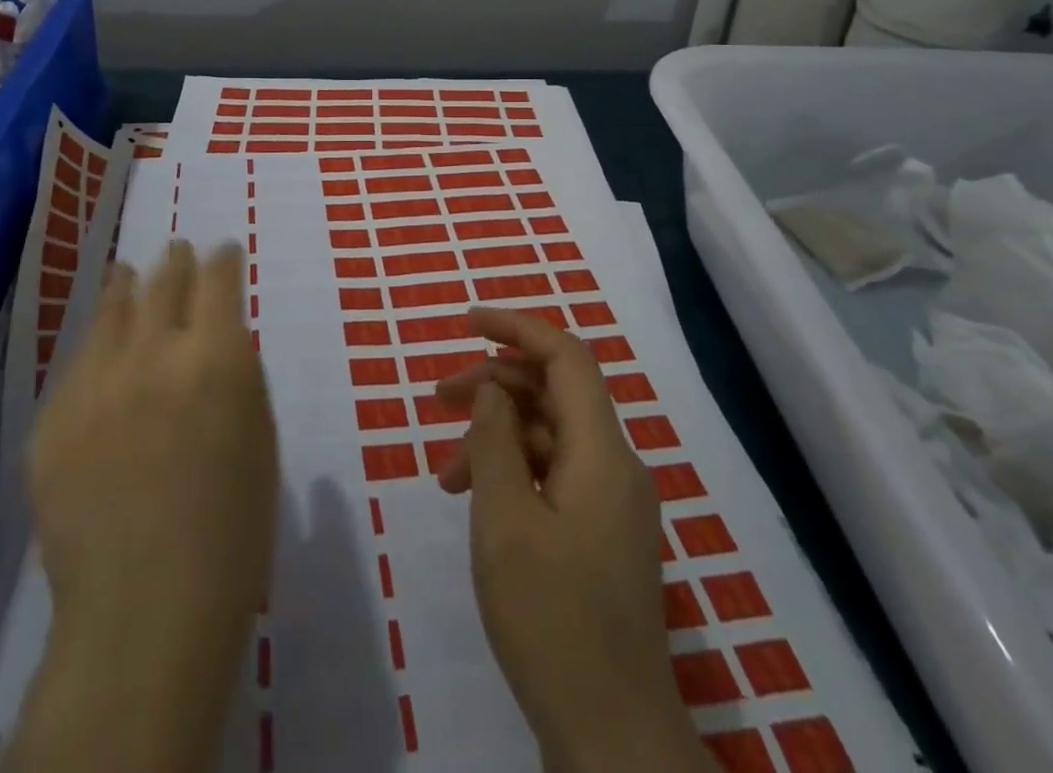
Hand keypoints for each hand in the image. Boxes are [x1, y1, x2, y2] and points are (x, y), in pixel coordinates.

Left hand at [12, 241, 277, 772]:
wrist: (144, 612)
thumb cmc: (232, 531)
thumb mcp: (258, 438)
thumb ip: (237, 377)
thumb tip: (217, 342)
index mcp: (215, 357)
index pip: (217, 280)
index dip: (223, 259)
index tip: (224, 251)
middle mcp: (152, 354)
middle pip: (163, 282)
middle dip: (175, 261)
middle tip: (177, 250)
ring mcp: (95, 385)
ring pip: (110, 312)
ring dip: (125, 287)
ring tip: (127, 273)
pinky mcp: (53, 421)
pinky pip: (77, 367)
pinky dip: (96, 349)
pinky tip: (99, 347)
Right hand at [436, 306, 710, 772]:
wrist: (613, 737)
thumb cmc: (552, 619)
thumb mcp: (504, 520)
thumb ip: (495, 441)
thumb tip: (491, 391)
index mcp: (602, 452)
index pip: (566, 356)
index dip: (517, 327)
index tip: (467, 320)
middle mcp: (616, 466)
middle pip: (554, 393)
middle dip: (494, 384)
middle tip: (437, 398)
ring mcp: (613, 503)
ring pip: (551, 436)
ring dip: (498, 435)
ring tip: (446, 471)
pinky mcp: (603, 535)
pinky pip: (557, 475)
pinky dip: (515, 471)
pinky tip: (479, 498)